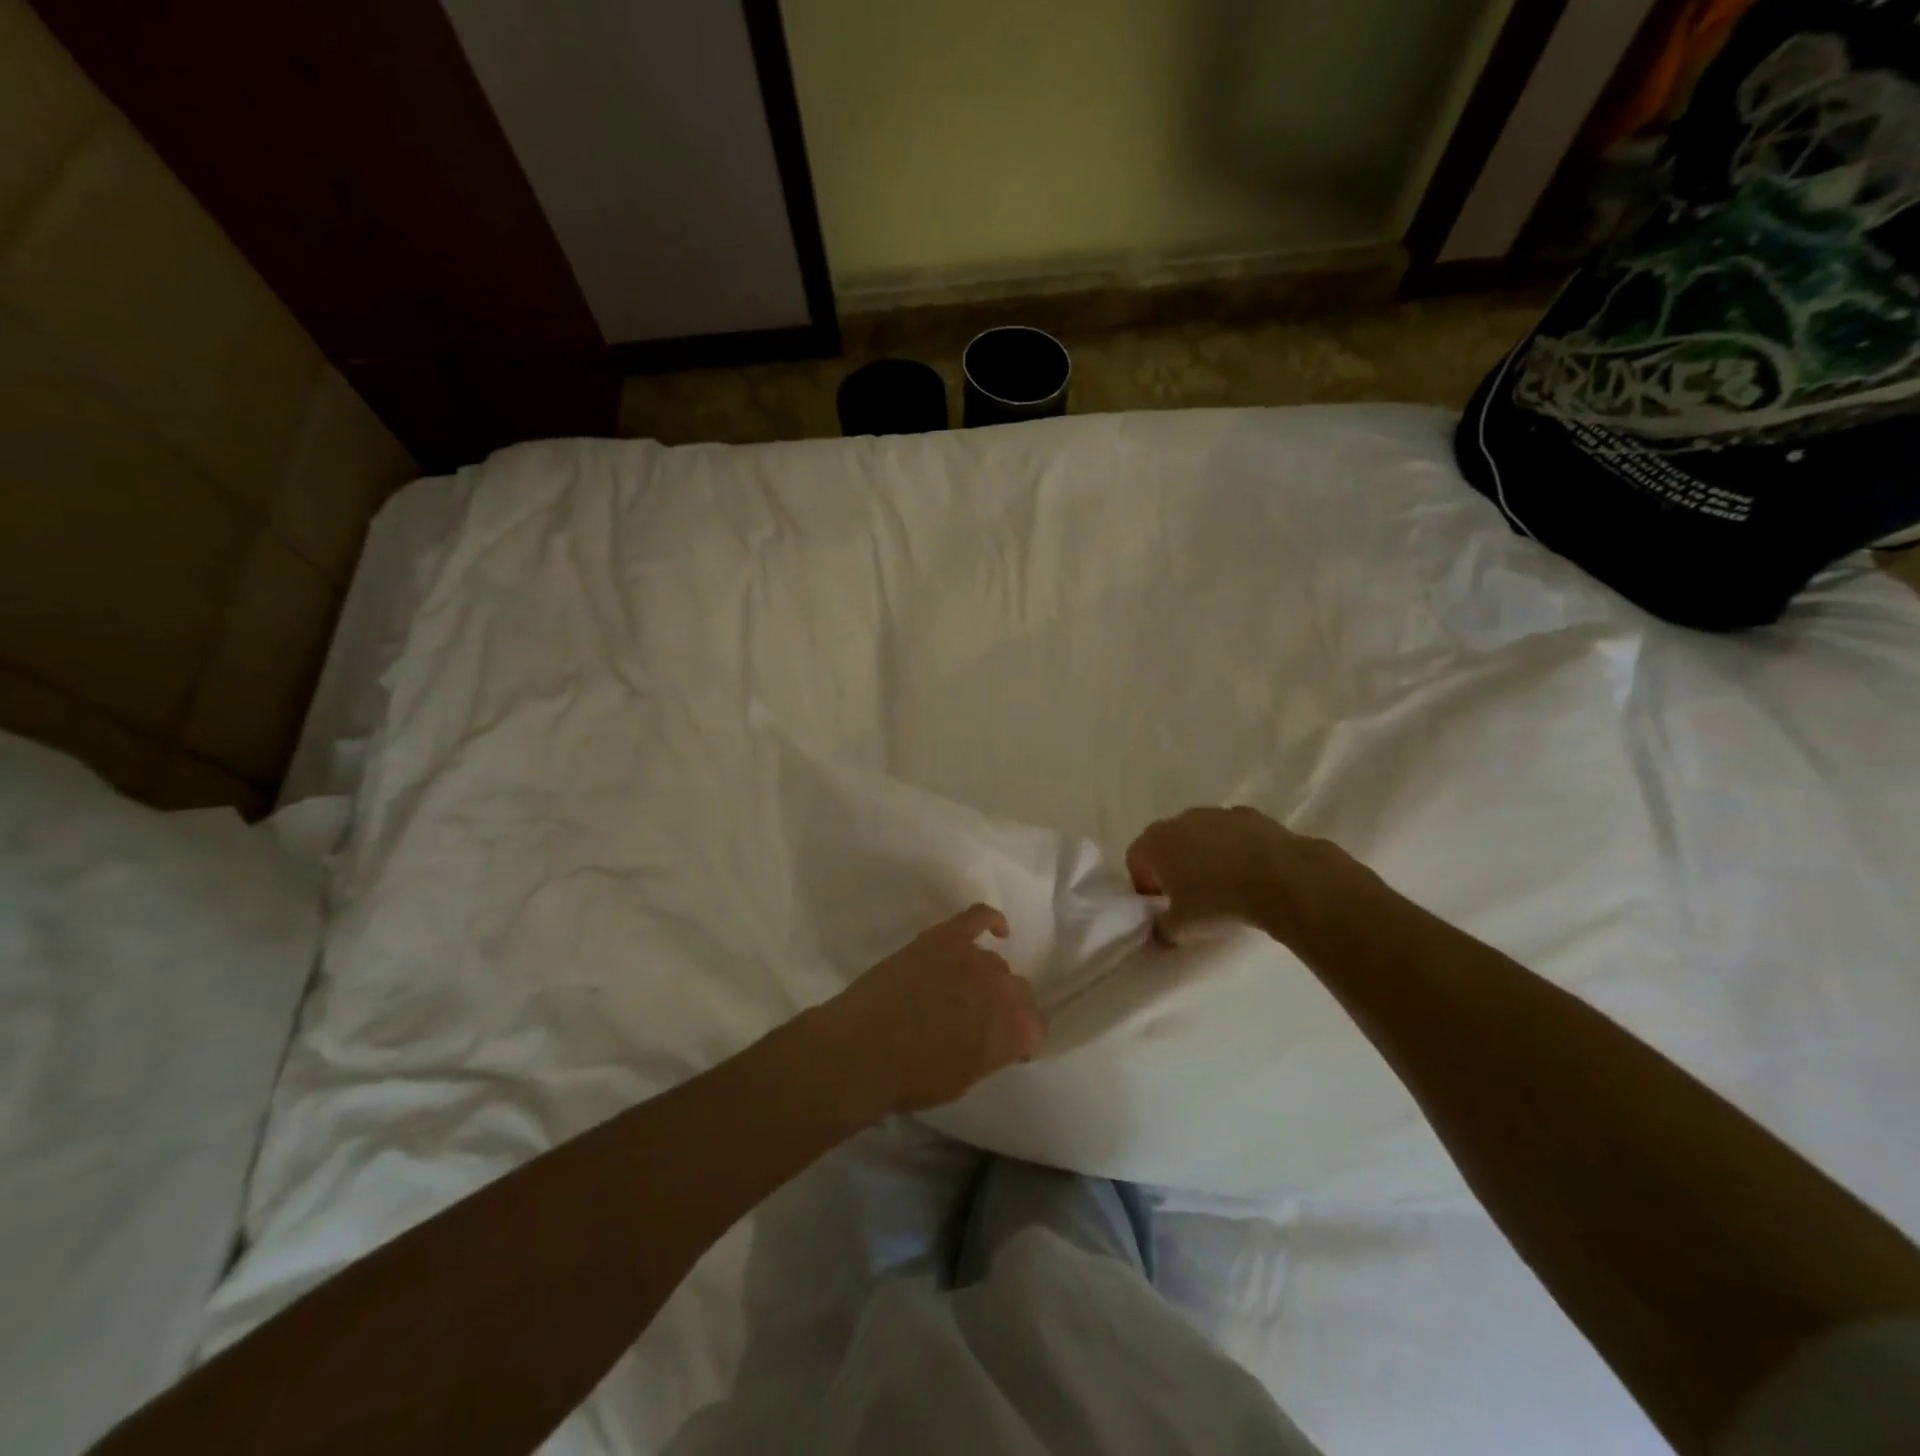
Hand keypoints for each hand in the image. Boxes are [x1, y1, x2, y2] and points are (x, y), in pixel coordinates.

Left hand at [812, 904, 1043, 1117]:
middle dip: (1006, 1007)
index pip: (1035, 1028)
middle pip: (1018, 991)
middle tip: (982, 1020)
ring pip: (995, 963)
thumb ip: (990, 1052)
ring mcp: (974, 957)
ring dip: (985, 979)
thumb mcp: (964, 1080)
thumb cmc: (910, 1079)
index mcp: (1013, 1032)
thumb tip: (993, 1039)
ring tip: (963, 993)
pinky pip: (979, 917)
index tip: (1006, 1045)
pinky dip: (991, 920)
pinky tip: (996, 929)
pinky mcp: (946, 936)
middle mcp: (1002, 989)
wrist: (862, 1049)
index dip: (1021, 1037)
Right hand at [1126, 805, 1366, 946]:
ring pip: (1200, 835)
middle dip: (1173, 866)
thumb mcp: (1182, 928)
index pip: (1135, 860)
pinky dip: (1235, 849)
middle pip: (1166, 843)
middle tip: (1188, 896)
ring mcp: (1216, 813)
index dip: (1144, 884)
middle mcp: (1180, 820)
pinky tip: (1250, 873)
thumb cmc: (1217, 901)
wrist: (1279, 878)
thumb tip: (1160, 930)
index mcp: (1155, 842)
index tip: (1160, 904)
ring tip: (1223, 885)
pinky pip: (1232, 834)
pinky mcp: (1249, 814)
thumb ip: (1162, 929)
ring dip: (1204, 855)